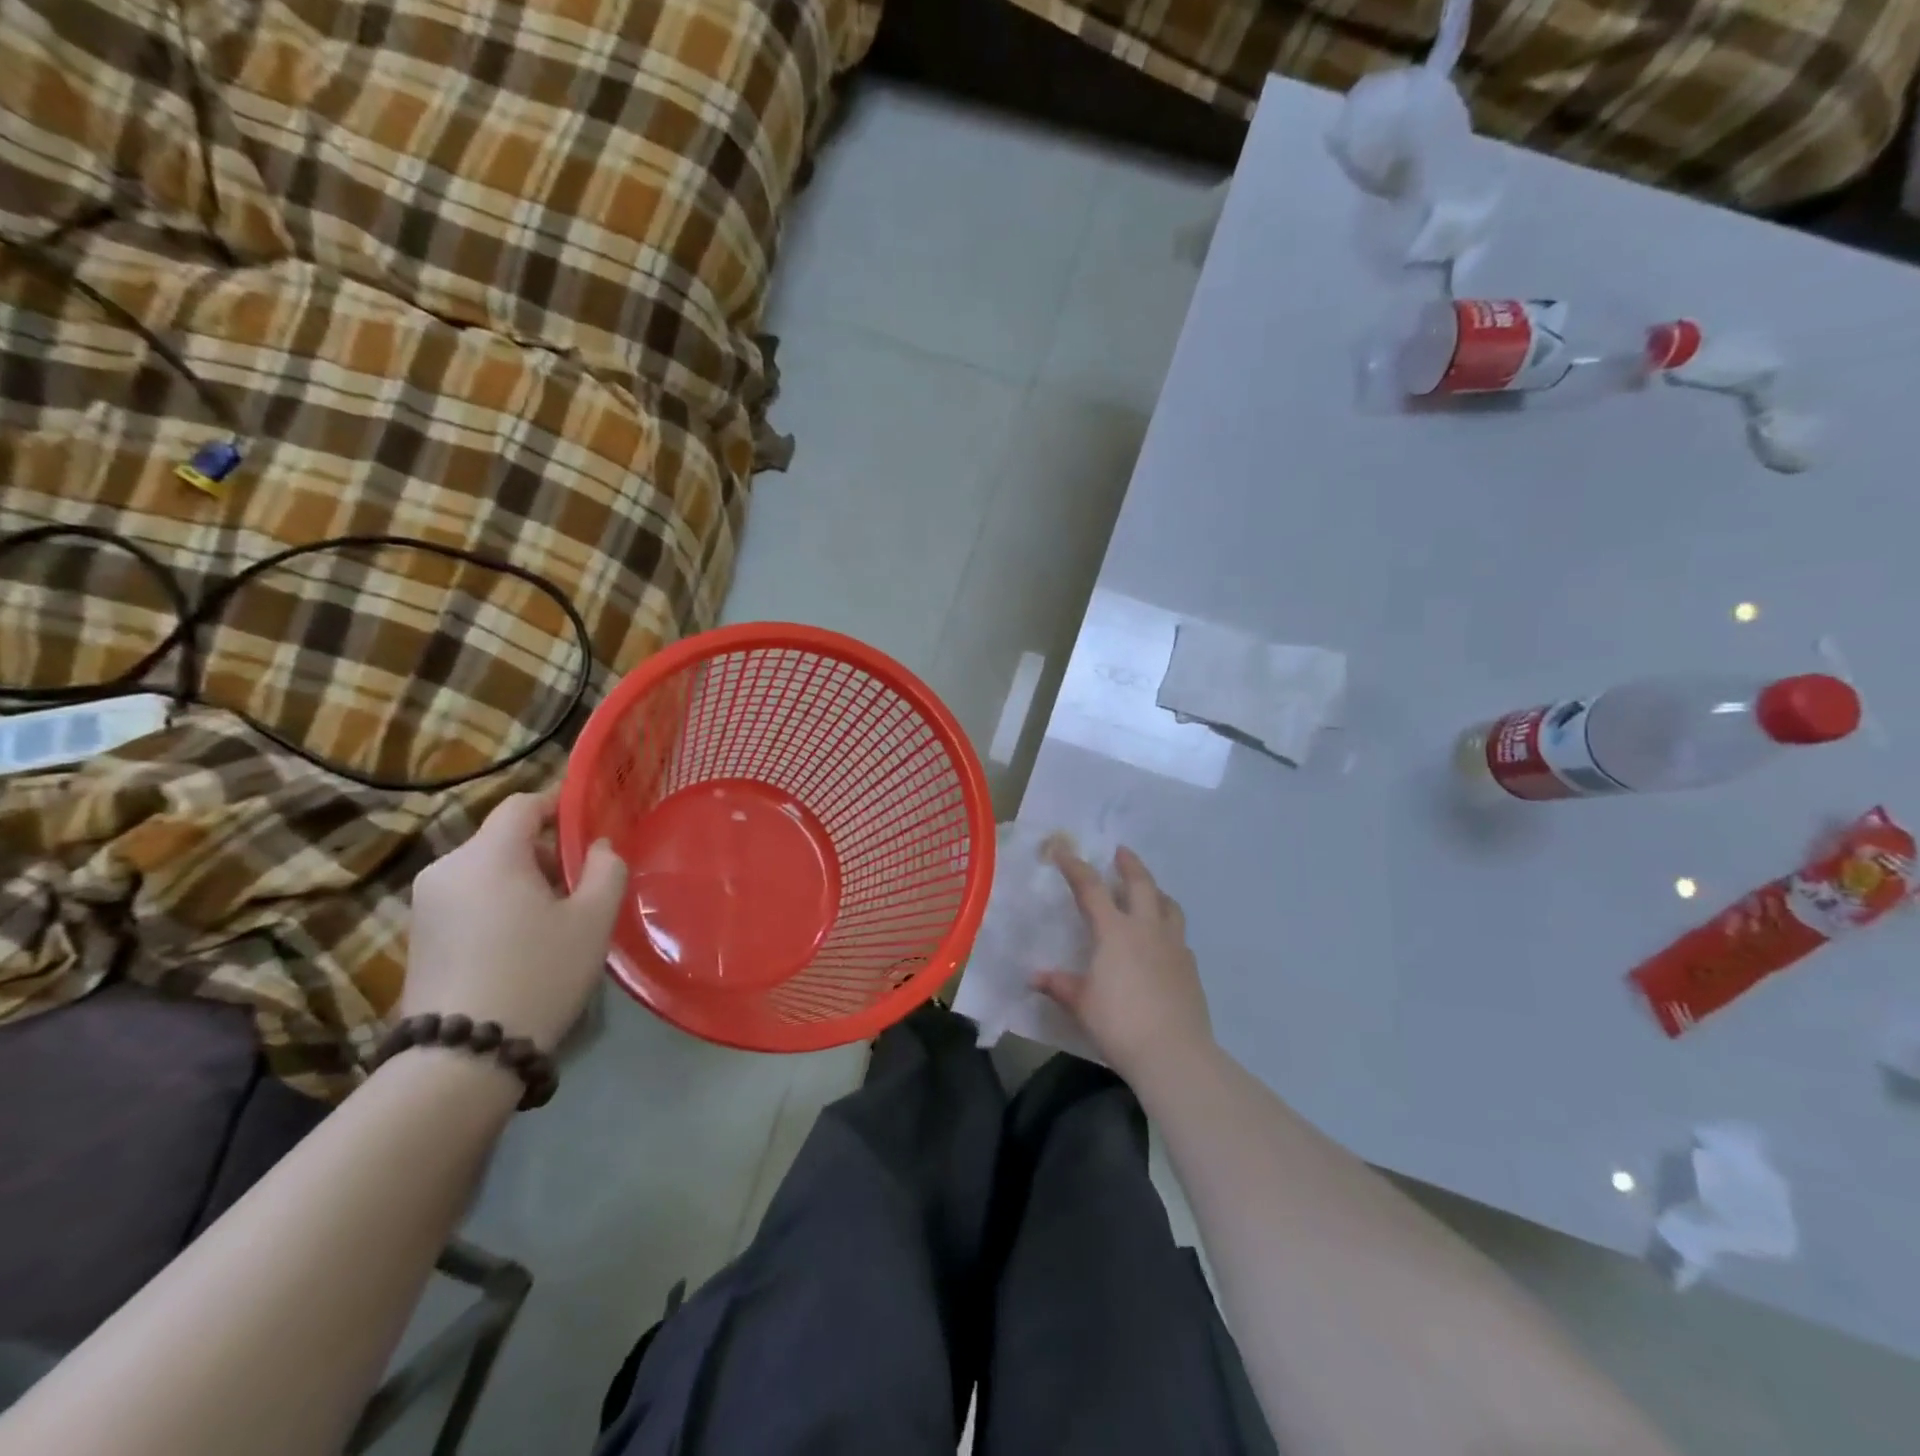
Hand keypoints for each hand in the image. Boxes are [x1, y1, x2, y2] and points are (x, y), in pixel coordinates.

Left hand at [404, 791, 627, 1049]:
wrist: (463, 1057)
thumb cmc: (539, 973)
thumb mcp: (593, 919)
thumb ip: (606, 868)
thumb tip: (599, 847)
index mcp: (488, 855)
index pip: (523, 805)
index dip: (558, 806)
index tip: (588, 828)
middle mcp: (447, 869)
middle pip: (504, 839)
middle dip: (545, 853)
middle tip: (581, 888)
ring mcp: (426, 904)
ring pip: (487, 871)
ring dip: (523, 882)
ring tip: (555, 922)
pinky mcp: (419, 936)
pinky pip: (469, 899)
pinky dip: (499, 905)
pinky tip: (521, 945)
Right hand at [1034, 843, 1214, 1083]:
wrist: (1174, 1053)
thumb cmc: (1119, 1023)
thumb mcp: (1081, 1004)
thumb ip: (1059, 985)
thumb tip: (1035, 977)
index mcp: (1114, 931)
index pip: (1091, 888)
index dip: (1074, 866)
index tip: (1063, 850)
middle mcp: (1146, 929)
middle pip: (1141, 884)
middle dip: (1130, 865)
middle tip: (1121, 852)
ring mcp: (1173, 946)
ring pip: (1168, 905)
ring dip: (1156, 891)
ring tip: (1150, 891)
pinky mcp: (1190, 967)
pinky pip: (1179, 936)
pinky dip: (1168, 927)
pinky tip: (1162, 942)